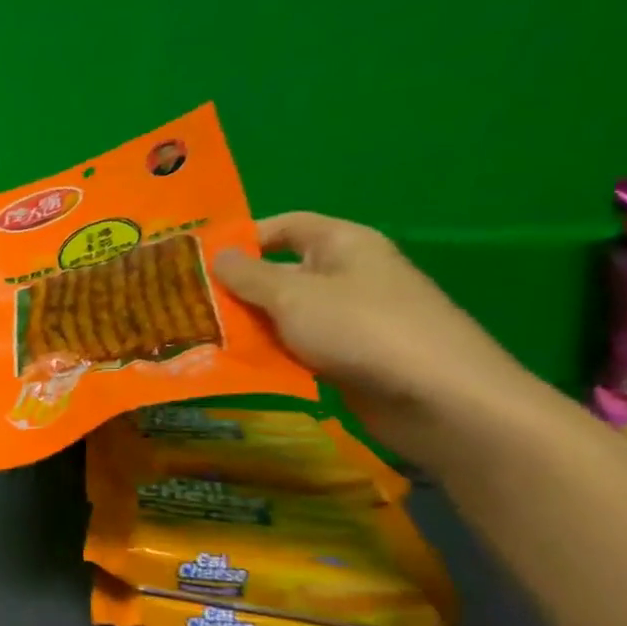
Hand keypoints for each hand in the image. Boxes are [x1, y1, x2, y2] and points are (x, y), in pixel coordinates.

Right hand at [213, 212, 537, 463]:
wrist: (439, 398)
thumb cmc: (362, 329)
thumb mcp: (293, 296)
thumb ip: (249, 276)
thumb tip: (216, 256)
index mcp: (343, 244)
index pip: (285, 226)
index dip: (242, 239)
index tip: (196, 263)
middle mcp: (348, 274)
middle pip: (281, 272)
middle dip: (236, 290)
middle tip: (186, 307)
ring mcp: (351, 318)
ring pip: (286, 314)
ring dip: (248, 327)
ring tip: (200, 339)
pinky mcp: (350, 357)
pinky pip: (299, 347)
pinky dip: (270, 354)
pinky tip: (237, 367)